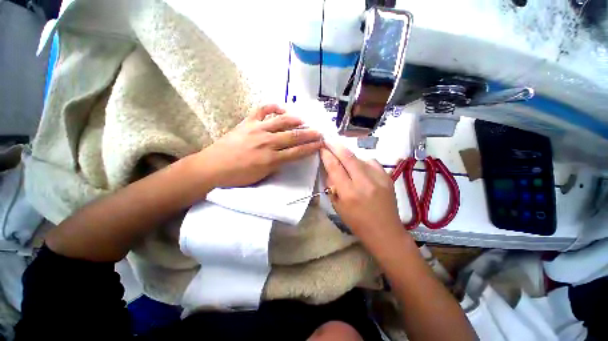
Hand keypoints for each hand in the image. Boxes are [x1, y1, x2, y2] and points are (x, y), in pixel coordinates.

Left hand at [199, 104, 322, 187]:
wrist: (213, 166)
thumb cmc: (238, 176)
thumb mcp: (261, 176)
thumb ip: (276, 165)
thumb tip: (287, 156)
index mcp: (271, 159)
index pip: (297, 152)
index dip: (310, 148)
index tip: (320, 144)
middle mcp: (267, 142)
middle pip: (293, 136)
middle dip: (309, 134)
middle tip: (319, 132)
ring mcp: (257, 129)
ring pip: (281, 122)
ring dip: (295, 120)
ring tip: (304, 121)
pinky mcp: (247, 122)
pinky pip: (262, 110)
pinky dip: (273, 107)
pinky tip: (281, 108)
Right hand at [320, 143, 403, 245]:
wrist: (385, 231)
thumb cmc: (357, 223)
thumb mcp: (338, 207)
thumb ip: (332, 186)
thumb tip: (330, 169)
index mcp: (349, 193)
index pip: (335, 167)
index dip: (327, 155)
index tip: (322, 148)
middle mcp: (364, 183)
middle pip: (348, 156)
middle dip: (336, 145)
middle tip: (328, 139)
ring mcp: (378, 178)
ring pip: (360, 157)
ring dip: (349, 155)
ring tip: (344, 157)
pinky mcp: (387, 177)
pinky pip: (371, 162)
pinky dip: (362, 161)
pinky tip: (360, 167)